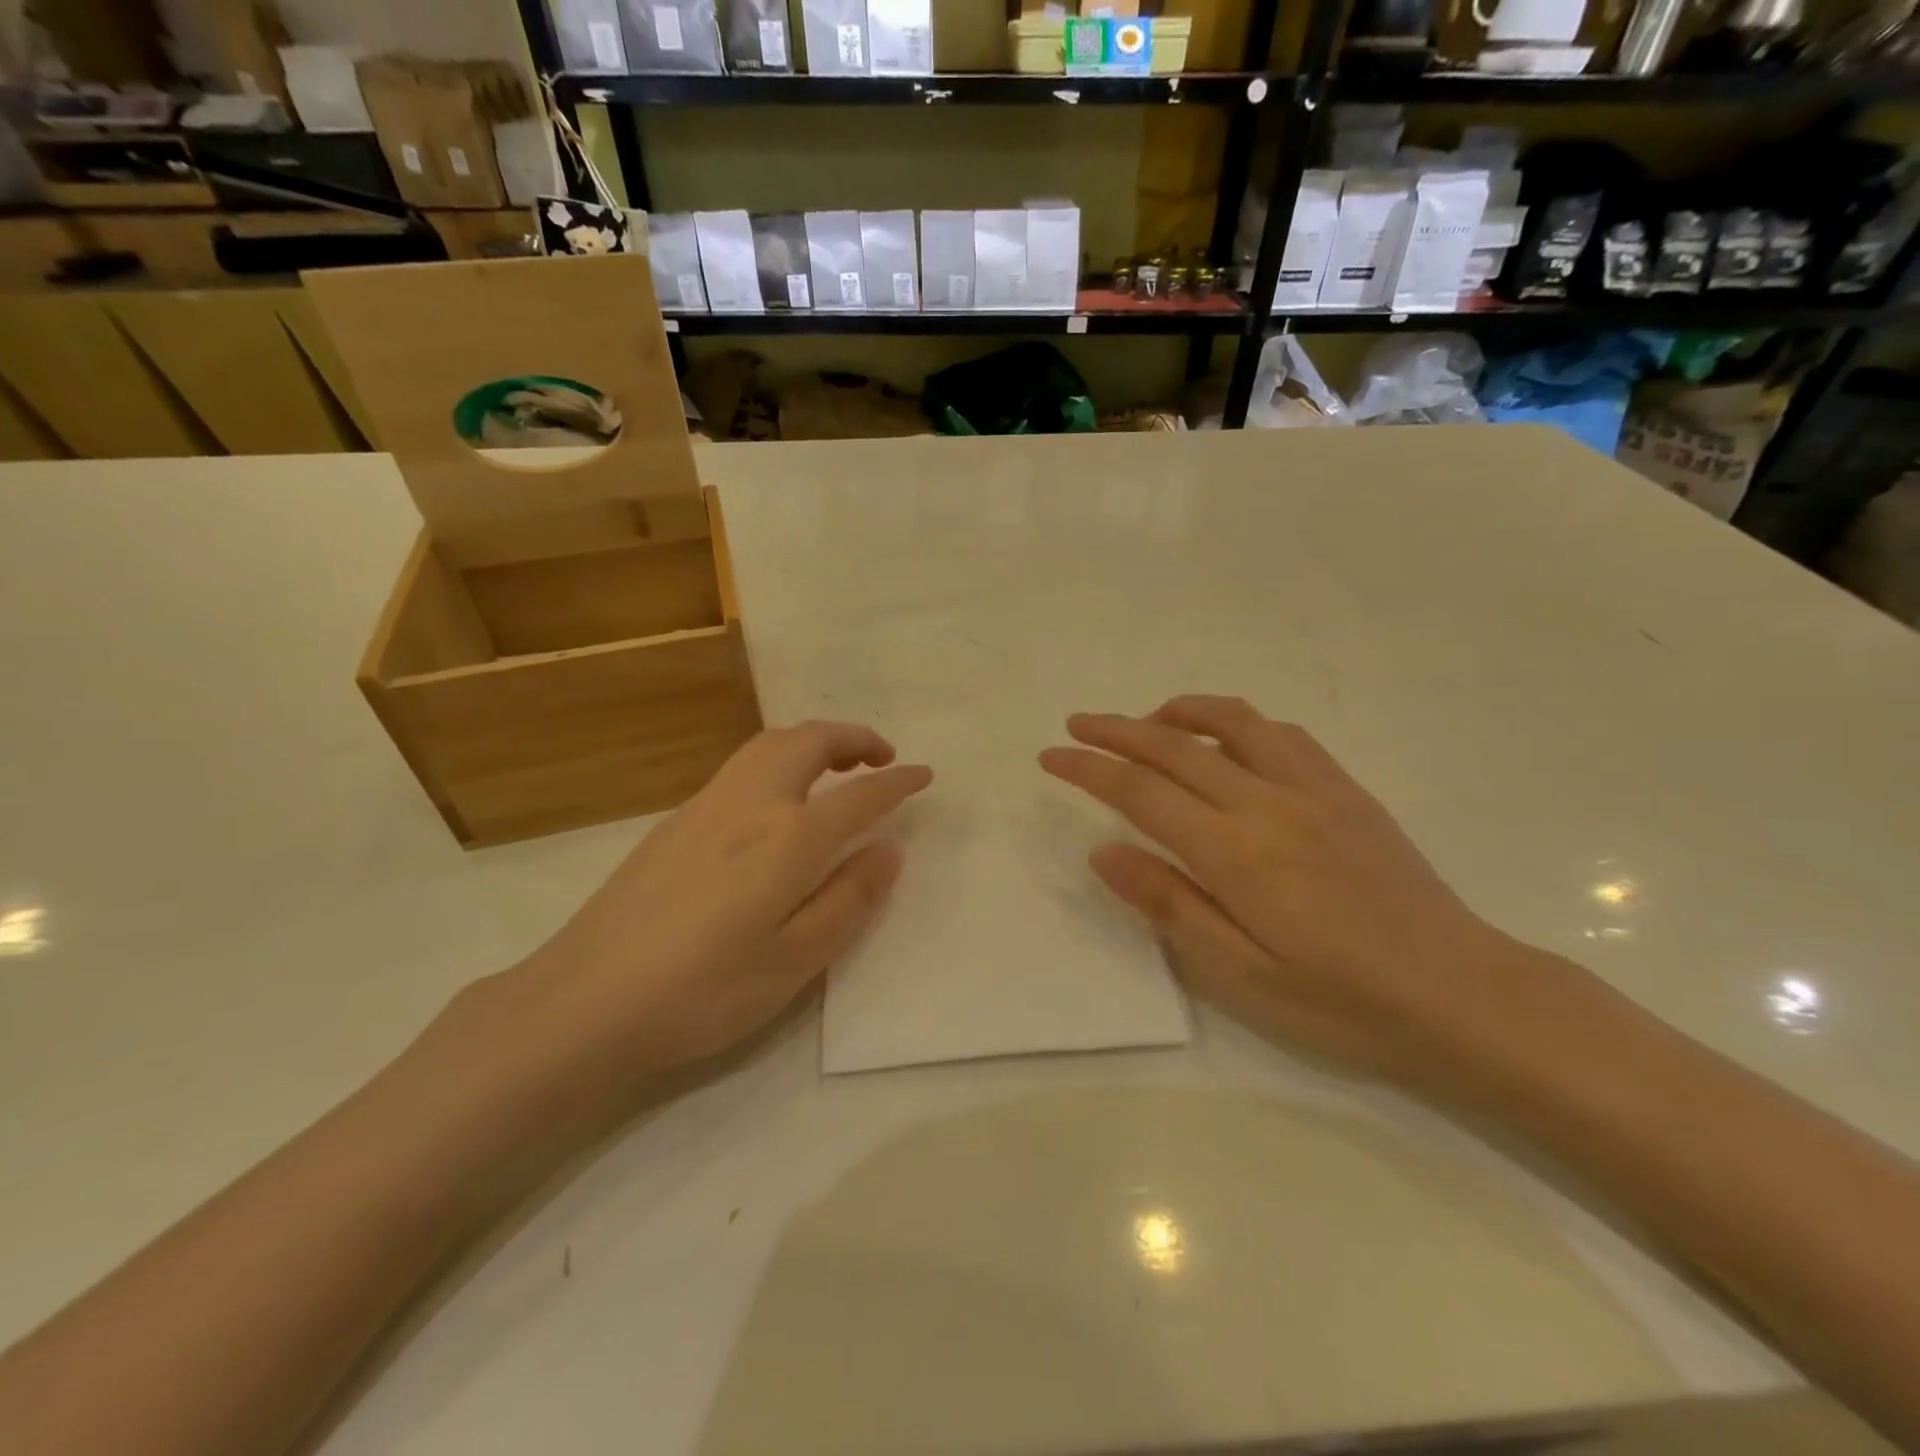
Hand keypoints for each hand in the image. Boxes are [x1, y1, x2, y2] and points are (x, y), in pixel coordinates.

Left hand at [469, 722, 930, 1101]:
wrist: (585, 1002)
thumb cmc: (703, 991)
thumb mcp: (795, 961)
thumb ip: (849, 899)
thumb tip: (889, 850)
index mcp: (787, 839)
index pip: (859, 795)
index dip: (897, 782)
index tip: (924, 775)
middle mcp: (749, 805)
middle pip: (807, 741)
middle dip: (852, 737)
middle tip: (881, 756)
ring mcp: (704, 807)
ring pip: (767, 744)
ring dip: (812, 741)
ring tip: (835, 767)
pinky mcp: (673, 822)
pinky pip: (740, 767)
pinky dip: (778, 760)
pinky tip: (776, 802)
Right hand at [1040, 696, 1542, 1087]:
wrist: (1463, 996)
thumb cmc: (1344, 1003)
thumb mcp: (1242, 976)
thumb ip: (1170, 905)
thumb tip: (1104, 851)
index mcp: (1237, 854)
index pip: (1141, 792)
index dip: (1088, 768)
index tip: (1050, 756)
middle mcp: (1270, 804)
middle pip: (1174, 746)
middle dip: (1115, 730)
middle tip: (1076, 725)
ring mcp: (1315, 789)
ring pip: (1232, 722)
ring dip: (1177, 713)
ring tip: (1145, 722)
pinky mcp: (1347, 790)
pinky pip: (1282, 734)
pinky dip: (1238, 724)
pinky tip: (1226, 742)